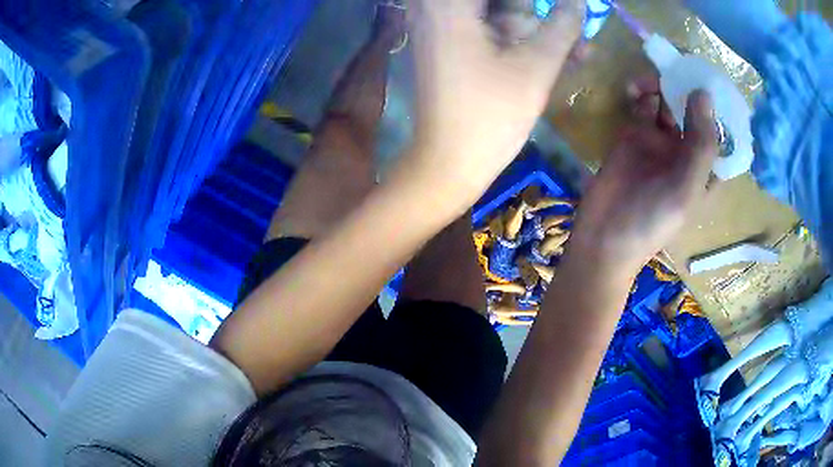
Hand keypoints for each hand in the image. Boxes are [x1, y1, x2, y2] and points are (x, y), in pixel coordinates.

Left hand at [404, 0, 584, 203]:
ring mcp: (439, 29)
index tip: (564, 11)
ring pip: (496, 15)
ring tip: (577, 53)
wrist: (448, 164)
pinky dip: (517, 43)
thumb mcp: (536, 67)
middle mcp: (434, 8)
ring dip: (535, 31)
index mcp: (448, 4)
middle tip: (566, 36)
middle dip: (534, 16)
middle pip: (500, 2)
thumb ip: (563, 27)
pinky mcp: (447, 49)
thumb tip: (580, 2)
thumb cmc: (491, 116)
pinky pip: (488, 33)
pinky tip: (555, 57)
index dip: (532, 6)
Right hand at [569, 77, 718, 271]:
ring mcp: (661, 140)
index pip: (721, 130)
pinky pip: (643, 105)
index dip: (718, 104)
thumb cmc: (652, 221)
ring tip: (647, 82)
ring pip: (669, 102)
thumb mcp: (686, 190)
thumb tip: (703, 93)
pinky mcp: (635, 134)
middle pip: (694, 110)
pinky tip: (634, 89)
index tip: (707, 77)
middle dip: (686, 88)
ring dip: (661, 87)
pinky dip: (641, 92)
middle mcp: (688, 151)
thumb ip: (701, 145)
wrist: (604, 236)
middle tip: (673, 69)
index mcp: (707, 168)